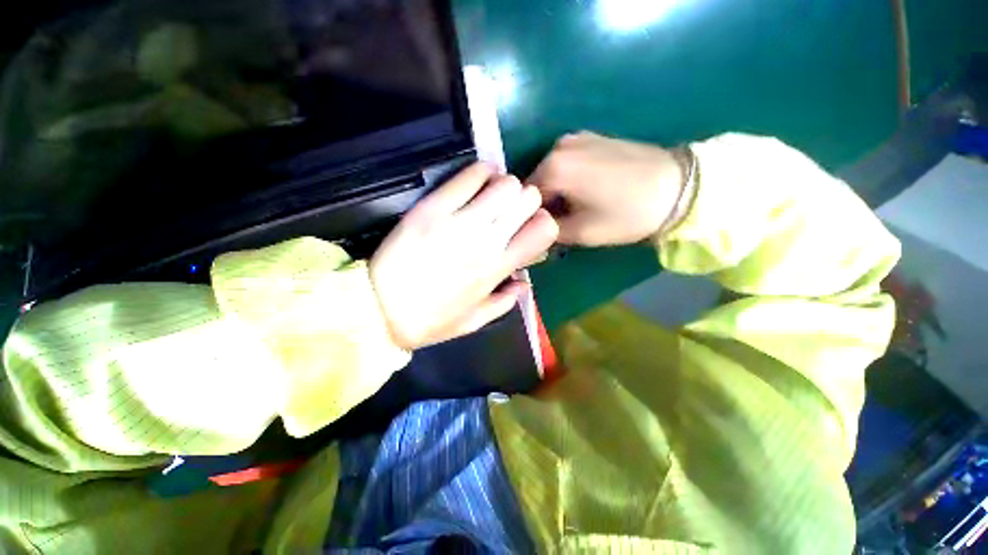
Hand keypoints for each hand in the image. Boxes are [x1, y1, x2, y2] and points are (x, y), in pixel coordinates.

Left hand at [369, 163, 558, 350]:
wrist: (378, 309)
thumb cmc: (429, 320)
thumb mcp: (474, 321)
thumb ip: (505, 302)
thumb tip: (524, 283)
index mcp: (497, 269)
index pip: (543, 230)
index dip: (543, 222)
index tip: (530, 226)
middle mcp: (486, 241)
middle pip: (527, 199)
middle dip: (525, 200)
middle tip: (510, 208)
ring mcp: (459, 221)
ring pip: (504, 183)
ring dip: (504, 185)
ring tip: (492, 193)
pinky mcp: (433, 207)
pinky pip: (469, 175)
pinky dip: (480, 172)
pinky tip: (476, 180)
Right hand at [528, 131, 685, 246]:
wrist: (676, 186)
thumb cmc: (626, 214)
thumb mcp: (582, 233)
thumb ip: (549, 230)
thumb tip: (535, 227)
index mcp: (553, 168)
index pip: (524, 197)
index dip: (529, 216)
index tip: (540, 229)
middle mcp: (558, 147)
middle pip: (536, 181)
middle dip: (542, 202)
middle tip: (555, 222)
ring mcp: (575, 138)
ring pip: (550, 171)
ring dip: (554, 190)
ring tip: (571, 208)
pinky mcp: (592, 137)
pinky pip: (566, 161)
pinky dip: (566, 177)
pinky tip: (583, 191)